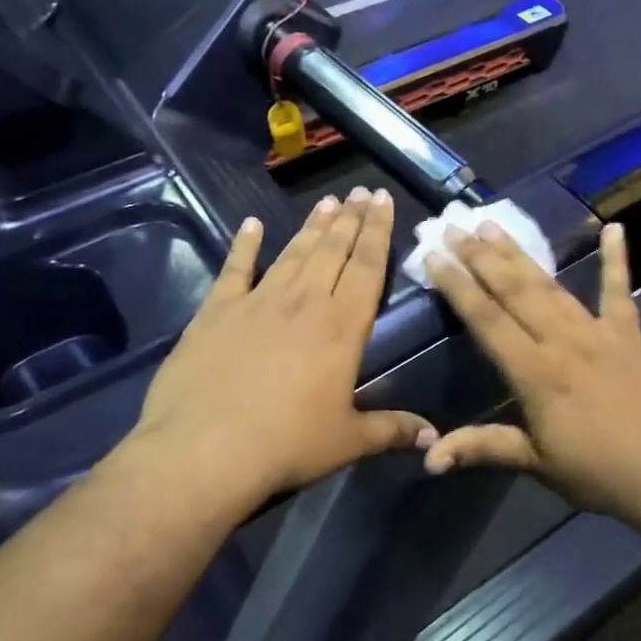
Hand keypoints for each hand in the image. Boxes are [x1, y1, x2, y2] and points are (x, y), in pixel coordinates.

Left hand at [104, 187, 435, 516]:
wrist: (205, 450)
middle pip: (333, 250)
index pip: (368, 267)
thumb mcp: (348, 440)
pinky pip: (235, 268)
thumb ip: (392, 430)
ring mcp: (258, 301)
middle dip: (351, 218)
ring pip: (293, 252)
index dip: (378, 231)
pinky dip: (244, 245)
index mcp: (342, 327)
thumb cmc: (287, 444)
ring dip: (312, 225)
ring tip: (328, 201)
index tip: (384, 200)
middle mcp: (305, 302)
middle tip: (361, 190)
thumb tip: (435, 440)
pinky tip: (251, 224)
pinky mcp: (217, 311)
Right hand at [422, 220, 640, 521]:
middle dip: (480, 256)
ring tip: (493, 225)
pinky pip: (619, 290)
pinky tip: (614, 228)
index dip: (457, 285)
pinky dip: (617, 259)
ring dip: (520, 253)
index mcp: (536, 373)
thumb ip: (483, 447)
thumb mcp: (536, 464)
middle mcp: (563, 341)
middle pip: (514, 290)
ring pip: (551, 285)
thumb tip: (428, 458)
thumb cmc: (597, 474)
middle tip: (453, 227)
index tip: (434, 256)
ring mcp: (598, 332)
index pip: (487, 319)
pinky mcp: (629, 334)